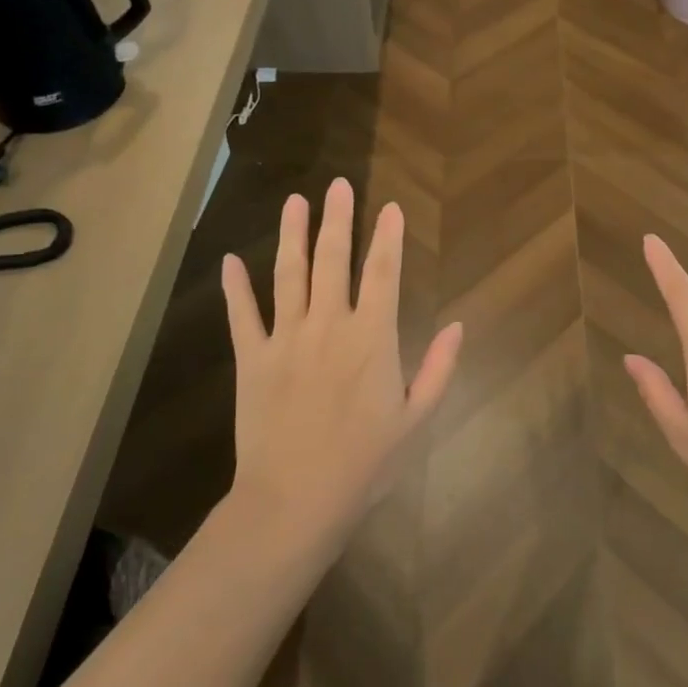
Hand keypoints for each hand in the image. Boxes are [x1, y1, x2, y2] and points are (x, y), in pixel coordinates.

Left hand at [221, 178, 462, 540]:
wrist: (294, 501)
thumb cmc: (364, 463)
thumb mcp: (416, 419)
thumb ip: (439, 368)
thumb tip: (457, 325)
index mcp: (372, 338)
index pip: (383, 273)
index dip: (389, 237)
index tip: (391, 207)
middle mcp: (329, 325)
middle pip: (334, 260)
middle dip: (339, 219)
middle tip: (339, 185)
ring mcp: (285, 339)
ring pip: (289, 275)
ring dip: (292, 235)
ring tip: (295, 201)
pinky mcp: (252, 359)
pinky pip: (242, 315)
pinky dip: (235, 287)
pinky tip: (229, 260)